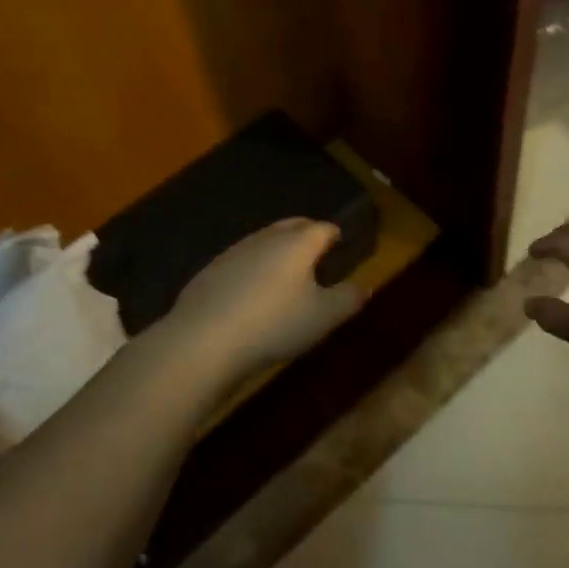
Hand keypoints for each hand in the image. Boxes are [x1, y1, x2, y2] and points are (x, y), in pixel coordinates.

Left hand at [164, 219, 361, 381]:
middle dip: (307, 234)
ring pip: (264, 241)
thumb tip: (364, 285)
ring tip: (287, 272)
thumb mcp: (323, 317)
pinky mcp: (210, 271)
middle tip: (318, 251)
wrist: (204, 340)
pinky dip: (253, 268)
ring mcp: (233, 252)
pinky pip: (241, 260)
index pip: (322, 227)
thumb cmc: (274, 325)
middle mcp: (265, 238)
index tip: (342, 245)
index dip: (335, 234)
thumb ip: (348, 298)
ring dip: (278, 250)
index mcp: (297, 243)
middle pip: (292, 226)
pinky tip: (252, 291)